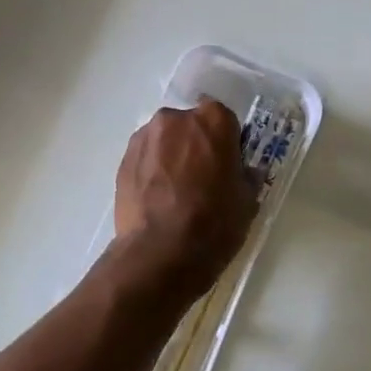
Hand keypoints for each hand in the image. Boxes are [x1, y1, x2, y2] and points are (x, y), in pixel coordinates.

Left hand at [112, 98, 257, 297]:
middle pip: (189, 125)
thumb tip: (245, 172)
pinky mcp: (123, 160)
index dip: (226, 140)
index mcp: (213, 121)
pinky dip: (151, 170)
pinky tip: (156, 199)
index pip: (224, 118)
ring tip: (175, 191)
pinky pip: (144, 158)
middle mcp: (176, 119)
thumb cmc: (213, 222)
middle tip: (201, 177)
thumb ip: (247, 177)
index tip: (227, 163)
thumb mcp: (247, 202)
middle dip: (195, 144)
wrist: (160, 252)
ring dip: (170, 156)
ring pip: (164, 140)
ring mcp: (145, 138)